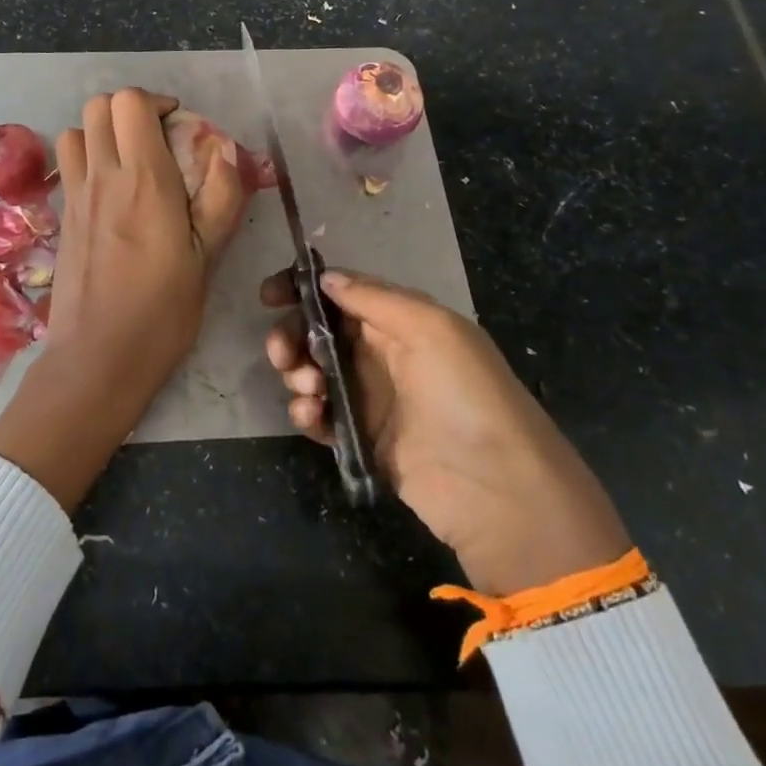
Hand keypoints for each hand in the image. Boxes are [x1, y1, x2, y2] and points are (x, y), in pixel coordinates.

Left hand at [0, 88, 249, 510]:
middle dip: (129, 109)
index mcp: (143, 179)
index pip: (131, 103)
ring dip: (102, 132)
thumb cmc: (162, 311)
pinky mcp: (61, 218)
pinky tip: (109, 193)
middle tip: (156, 139)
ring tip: (129, 160)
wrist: (98, 358)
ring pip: (75, 131)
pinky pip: (68, 165)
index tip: (179, 127)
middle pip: (98, 105)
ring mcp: (75, 196)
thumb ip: (221, 197)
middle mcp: (102, 176)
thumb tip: (226, 150)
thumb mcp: (208, 257)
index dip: (156, 102)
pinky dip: (86, 158)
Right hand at [263, 268, 629, 594]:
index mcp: (399, 319)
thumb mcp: (429, 328)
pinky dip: (306, 412)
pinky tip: (312, 417)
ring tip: (309, 391)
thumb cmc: (465, 393)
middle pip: (318, 332)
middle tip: (282, 354)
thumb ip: (373, 298)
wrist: (497, 488)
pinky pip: (319, 415)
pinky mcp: (360, 438)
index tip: (269, 296)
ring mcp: (369, 397)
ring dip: (297, 374)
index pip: (340, 293)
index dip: (302, 289)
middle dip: (292, 336)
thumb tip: (325, 277)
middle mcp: (380, 352)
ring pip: (312, 371)